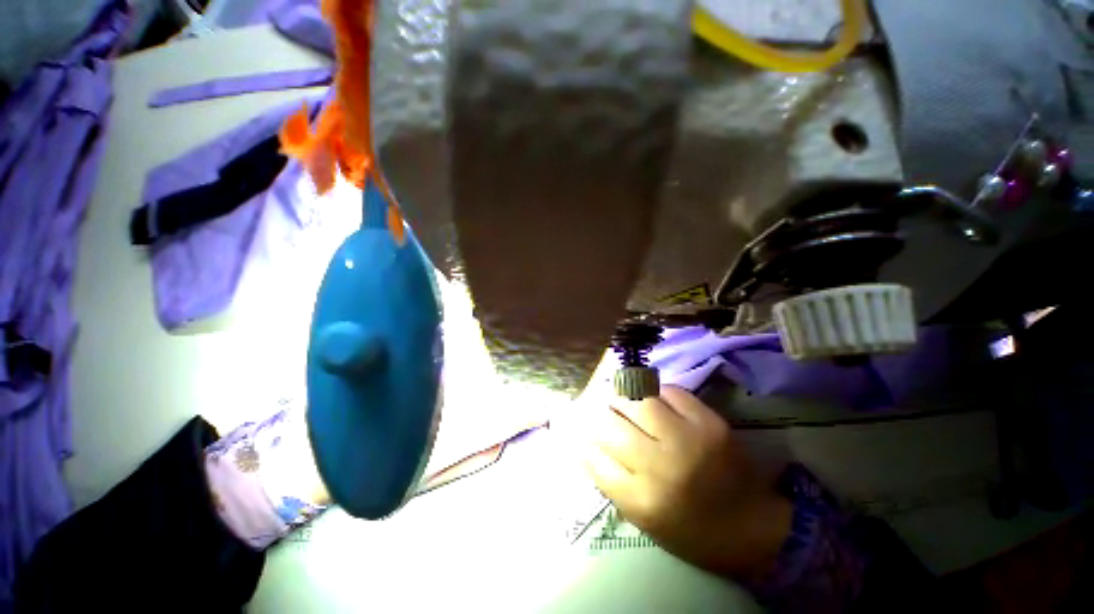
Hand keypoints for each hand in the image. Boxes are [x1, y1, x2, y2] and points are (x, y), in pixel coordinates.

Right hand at [575, 386, 791, 580]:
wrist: (754, 527)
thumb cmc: (692, 531)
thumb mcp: (643, 519)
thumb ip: (611, 481)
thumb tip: (586, 446)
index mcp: (642, 499)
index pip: (593, 456)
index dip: (583, 441)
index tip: (580, 432)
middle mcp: (661, 466)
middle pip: (610, 424)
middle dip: (599, 415)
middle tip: (601, 413)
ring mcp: (688, 439)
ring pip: (637, 400)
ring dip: (623, 398)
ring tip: (622, 400)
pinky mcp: (709, 422)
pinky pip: (670, 392)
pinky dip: (656, 392)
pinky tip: (654, 400)